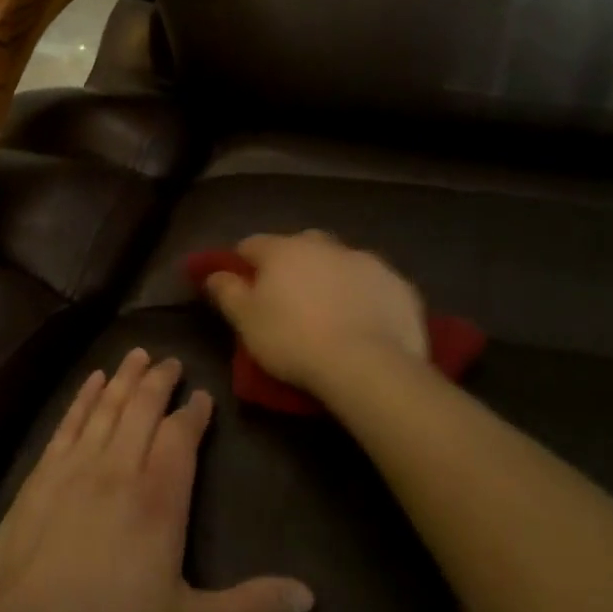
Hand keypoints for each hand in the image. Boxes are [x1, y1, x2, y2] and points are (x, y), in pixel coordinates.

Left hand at [0, 349, 312, 611]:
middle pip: (142, 409)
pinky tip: (92, 381)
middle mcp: (118, 468)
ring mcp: (76, 465)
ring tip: (137, 354)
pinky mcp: (43, 472)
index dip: (193, 414)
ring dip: (124, 378)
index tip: (202, 395)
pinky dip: (84, 396)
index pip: (180, 438)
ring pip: (107, 406)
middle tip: (171, 361)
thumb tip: (308, 595)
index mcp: (158, 500)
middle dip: (159, 381)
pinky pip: (69, 421)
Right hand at [204, 232, 430, 401]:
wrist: (369, 366)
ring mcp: (365, 261)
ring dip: (330, 277)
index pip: (251, 245)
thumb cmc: (294, 341)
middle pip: (299, 246)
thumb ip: (227, 292)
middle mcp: (324, 245)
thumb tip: (213, 274)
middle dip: (291, 264)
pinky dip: (364, 294)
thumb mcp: (246, 322)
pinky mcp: (399, 284)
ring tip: (330, 312)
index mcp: (283, 250)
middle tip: (288, 299)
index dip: (243, 263)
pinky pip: (373, 283)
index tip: (242, 287)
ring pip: (339, 262)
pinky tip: (364, 321)